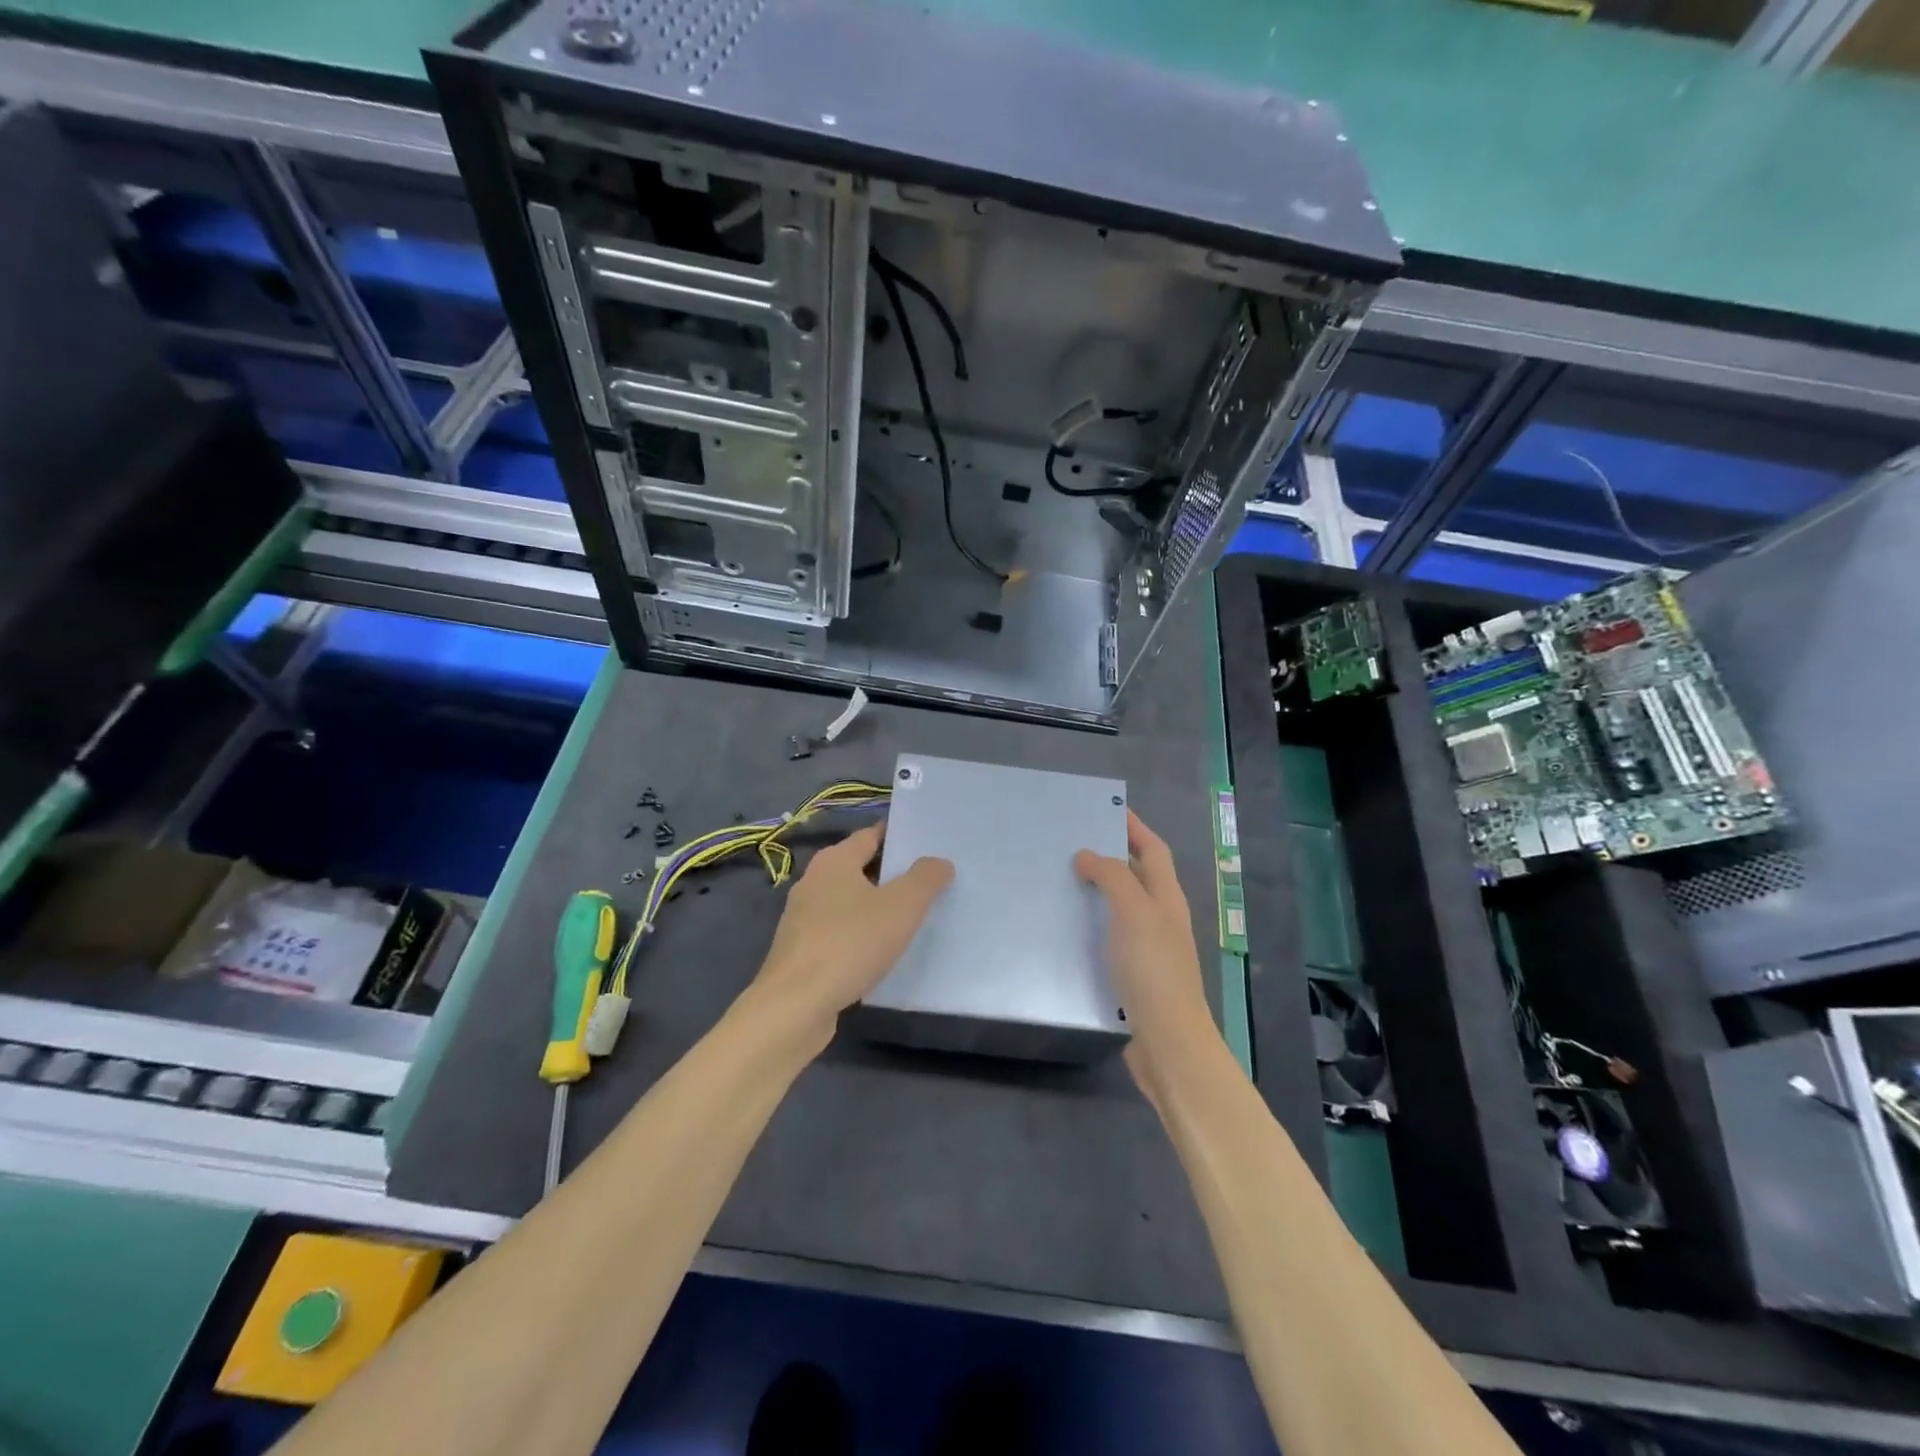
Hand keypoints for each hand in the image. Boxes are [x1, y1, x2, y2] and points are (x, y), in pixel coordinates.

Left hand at [748, 822, 952, 1048]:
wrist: (795, 1007)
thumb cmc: (850, 944)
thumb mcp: (902, 906)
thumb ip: (925, 878)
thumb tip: (938, 862)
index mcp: (834, 861)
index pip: (871, 835)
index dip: (899, 837)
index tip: (929, 845)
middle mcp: (813, 882)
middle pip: (860, 868)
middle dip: (892, 874)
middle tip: (930, 882)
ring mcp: (803, 918)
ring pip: (849, 902)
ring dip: (877, 907)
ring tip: (913, 918)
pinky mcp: (802, 951)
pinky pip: (840, 932)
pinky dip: (861, 935)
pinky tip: (882, 952)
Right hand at [1075, 811, 1216, 1100]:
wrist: (1168, 1043)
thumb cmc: (1153, 970)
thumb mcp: (1134, 913)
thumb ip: (1113, 878)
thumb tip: (1087, 855)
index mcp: (1167, 898)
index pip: (1154, 850)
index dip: (1135, 828)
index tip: (1107, 809)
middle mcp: (1161, 918)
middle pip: (1138, 876)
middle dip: (1111, 856)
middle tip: (1071, 843)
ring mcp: (1149, 948)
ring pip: (1122, 906)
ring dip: (1098, 890)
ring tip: (1060, 880)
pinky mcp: (1133, 974)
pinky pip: (1110, 935)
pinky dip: (1091, 923)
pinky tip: (1066, 928)